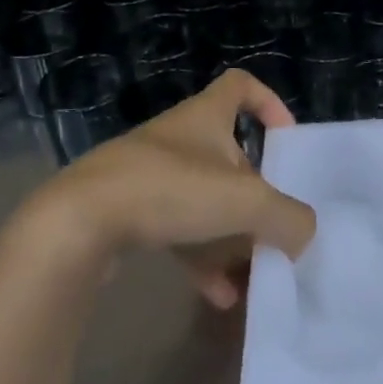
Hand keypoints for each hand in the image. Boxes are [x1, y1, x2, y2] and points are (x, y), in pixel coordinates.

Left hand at [19, 69, 316, 307]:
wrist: (75, 224)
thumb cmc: (169, 190)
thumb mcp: (245, 202)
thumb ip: (288, 217)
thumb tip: (307, 233)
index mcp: (205, 117)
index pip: (240, 86)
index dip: (268, 103)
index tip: (286, 138)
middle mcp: (179, 139)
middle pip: (229, 156)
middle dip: (254, 192)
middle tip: (274, 225)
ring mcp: (150, 176)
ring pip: (204, 199)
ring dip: (231, 235)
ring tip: (253, 274)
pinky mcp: (128, 212)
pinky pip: (177, 230)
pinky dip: (201, 259)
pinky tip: (218, 296)